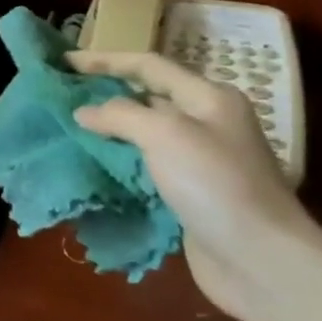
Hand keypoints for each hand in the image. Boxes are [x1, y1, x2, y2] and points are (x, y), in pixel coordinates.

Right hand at [68, 50, 317, 320]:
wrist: (260, 260)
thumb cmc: (215, 184)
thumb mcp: (165, 135)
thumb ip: (120, 114)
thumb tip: (84, 111)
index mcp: (208, 98)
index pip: (148, 65)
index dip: (104, 60)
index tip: (63, 62)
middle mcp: (206, 123)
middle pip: (147, 96)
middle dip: (104, 92)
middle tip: (62, 93)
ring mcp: (198, 160)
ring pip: (143, 133)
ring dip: (107, 129)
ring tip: (68, 126)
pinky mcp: (189, 193)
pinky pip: (144, 166)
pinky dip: (117, 161)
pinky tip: (92, 164)